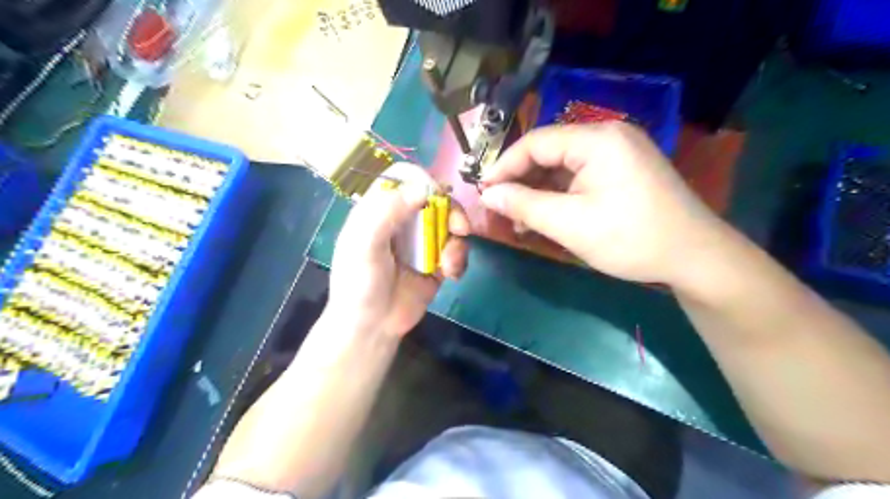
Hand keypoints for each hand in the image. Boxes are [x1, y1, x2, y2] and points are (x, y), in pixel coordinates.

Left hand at [325, 165, 465, 336]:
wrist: (373, 328)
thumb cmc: (360, 285)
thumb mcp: (364, 246)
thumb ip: (387, 213)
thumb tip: (422, 188)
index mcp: (379, 211)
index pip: (403, 179)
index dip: (422, 181)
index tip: (436, 195)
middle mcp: (402, 221)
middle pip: (435, 198)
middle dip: (451, 211)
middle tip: (459, 228)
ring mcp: (422, 241)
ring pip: (450, 223)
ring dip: (457, 241)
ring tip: (449, 264)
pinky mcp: (437, 262)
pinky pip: (457, 249)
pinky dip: (459, 259)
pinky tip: (452, 274)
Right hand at [484, 121, 725, 288]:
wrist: (695, 258)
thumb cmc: (630, 238)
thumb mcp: (570, 224)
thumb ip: (524, 205)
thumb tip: (488, 194)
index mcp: (597, 139)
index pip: (535, 142)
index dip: (504, 166)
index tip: (484, 192)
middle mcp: (609, 136)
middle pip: (550, 152)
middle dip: (522, 181)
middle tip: (501, 209)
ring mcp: (620, 153)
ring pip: (564, 167)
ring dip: (539, 191)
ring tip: (521, 220)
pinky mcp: (624, 171)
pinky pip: (581, 177)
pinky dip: (560, 195)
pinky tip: (547, 216)